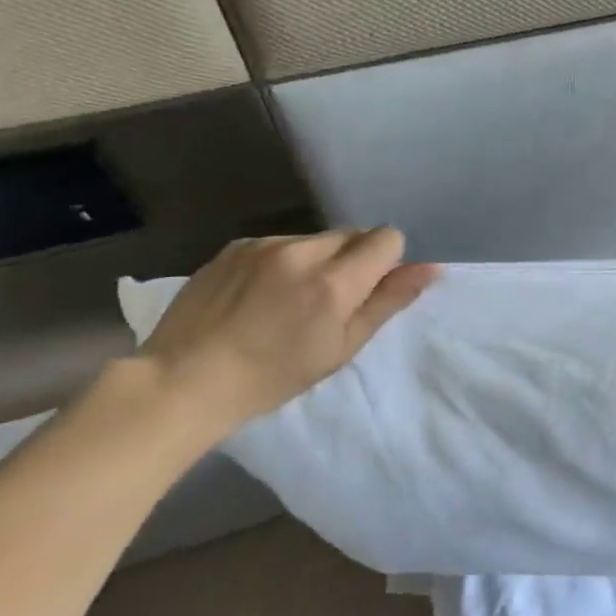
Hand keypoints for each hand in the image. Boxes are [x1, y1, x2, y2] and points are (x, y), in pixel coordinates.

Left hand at [135, 229, 438, 436]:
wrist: (183, 381)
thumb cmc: (272, 376)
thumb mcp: (341, 348)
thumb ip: (388, 302)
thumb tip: (431, 268)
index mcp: (333, 281)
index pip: (387, 237)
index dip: (386, 262)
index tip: (367, 291)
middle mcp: (302, 250)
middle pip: (352, 234)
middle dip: (352, 260)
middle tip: (329, 302)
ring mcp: (264, 244)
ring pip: (315, 238)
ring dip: (317, 260)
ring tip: (288, 300)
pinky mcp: (235, 246)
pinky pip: (279, 243)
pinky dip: (282, 261)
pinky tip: (258, 295)